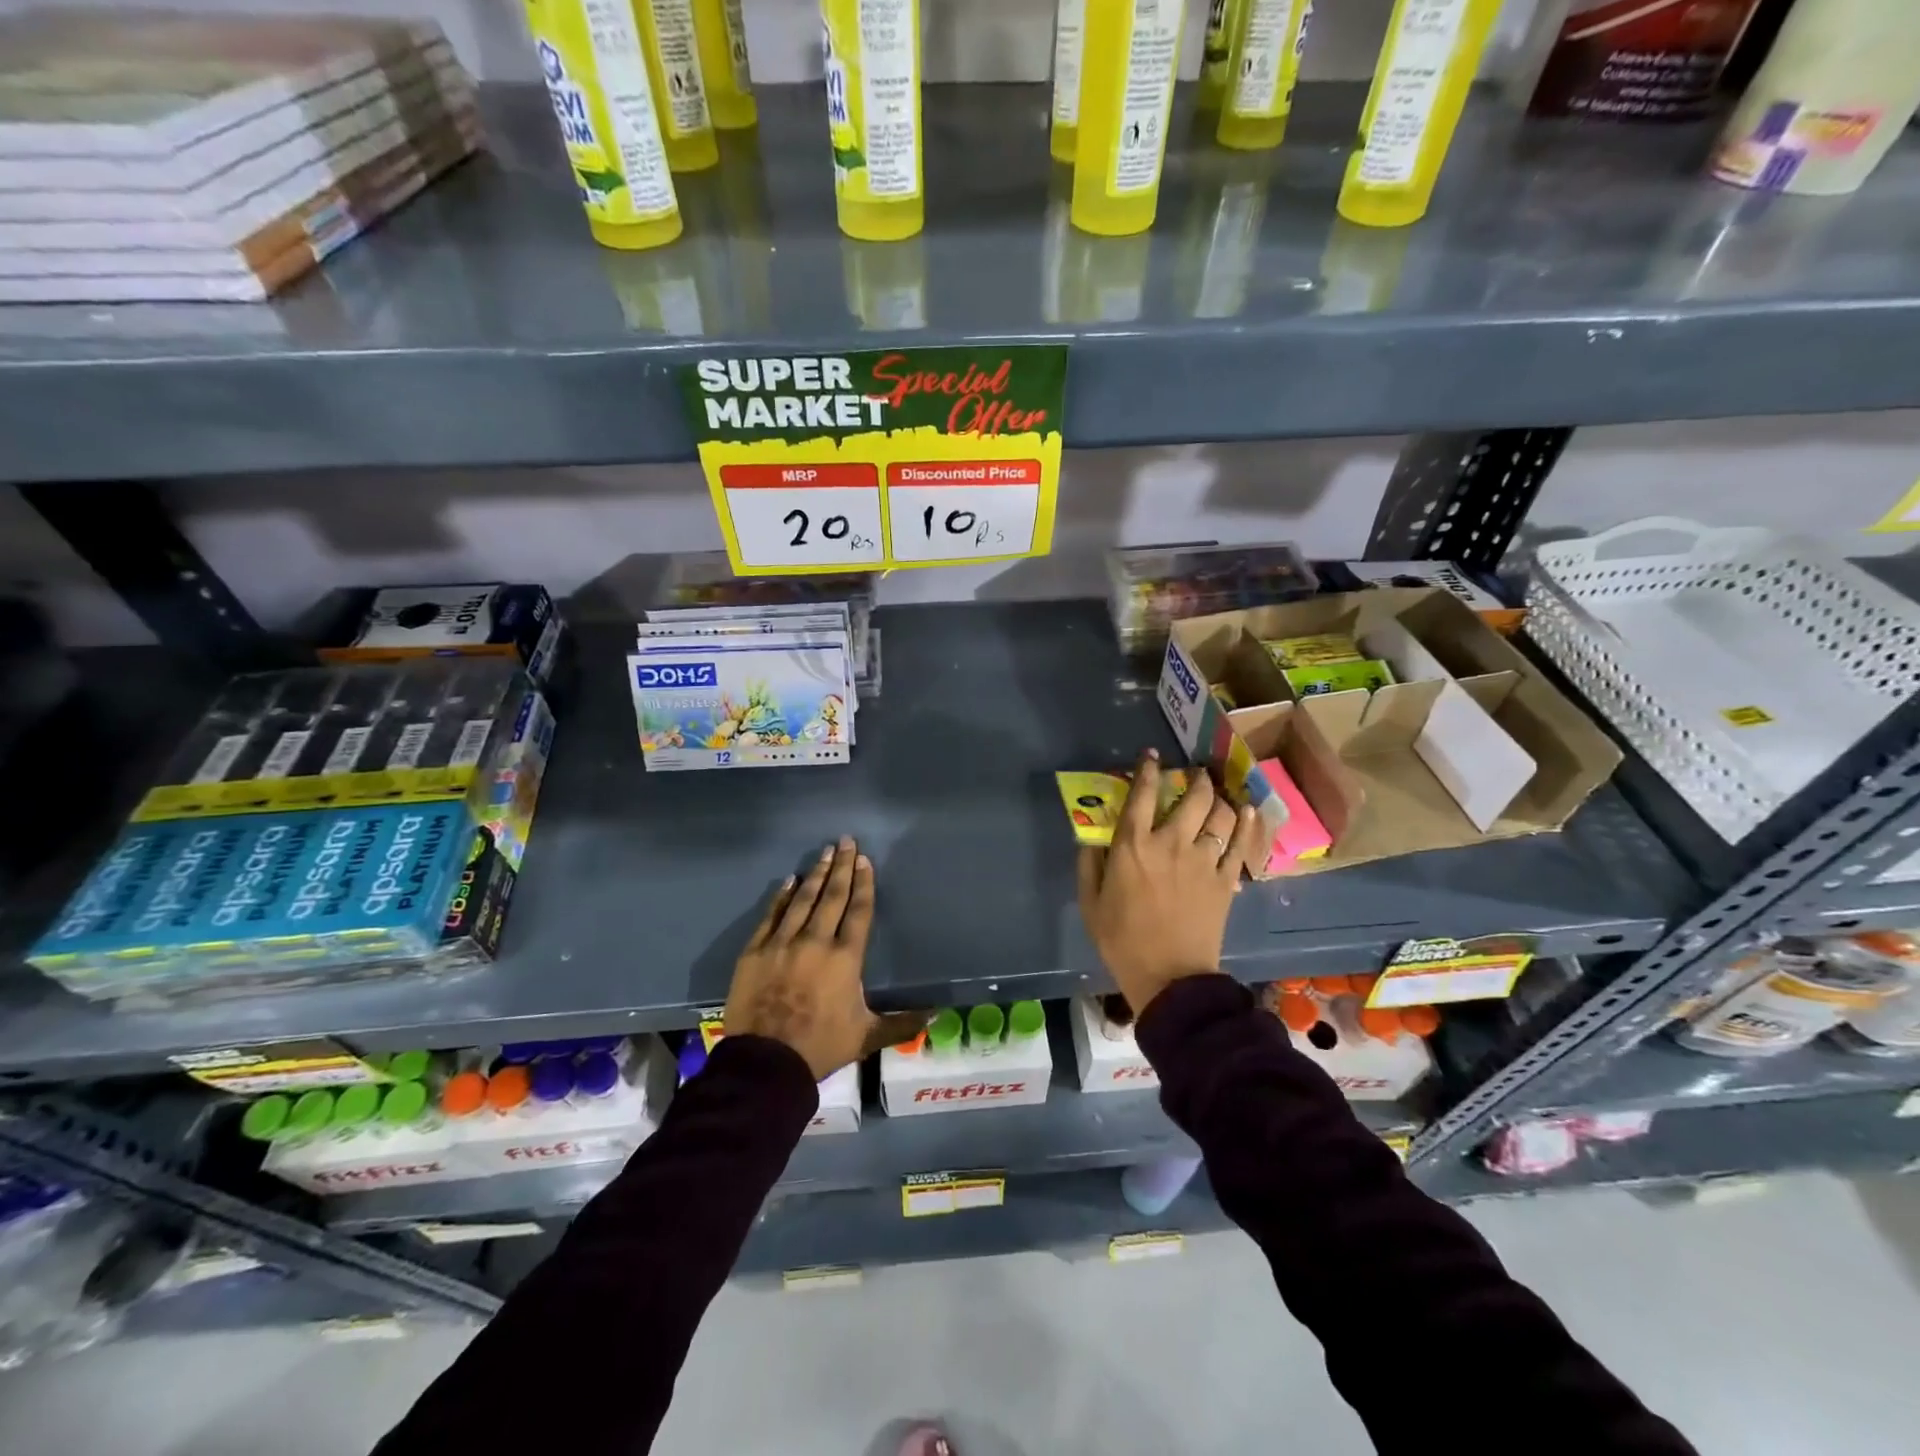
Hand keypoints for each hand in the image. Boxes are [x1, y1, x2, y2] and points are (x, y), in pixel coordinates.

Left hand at [724, 837, 924, 1079]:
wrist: (765, 1063)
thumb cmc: (820, 1046)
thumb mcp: (866, 1036)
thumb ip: (902, 1023)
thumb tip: (937, 1015)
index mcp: (845, 958)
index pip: (858, 911)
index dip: (863, 884)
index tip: (865, 861)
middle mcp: (816, 941)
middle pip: (832, 896)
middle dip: (842, 867)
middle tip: (846, 841)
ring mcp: (782, 943)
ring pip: (803, 899)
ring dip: (815, 874)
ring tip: (824, 852)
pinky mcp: (755, 951)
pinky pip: (771, 915)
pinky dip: (781, 896)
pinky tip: (789, 881)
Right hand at [1076, 750, 1262, 1016]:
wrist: (1169, 978)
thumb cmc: (1122, 941)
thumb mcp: (1090, 903)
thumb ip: (1089, 864)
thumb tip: (1093, 837)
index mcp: (1133, 846)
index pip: (1141, 794)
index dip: (1147, 770)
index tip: (1151, 756)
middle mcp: (1171, 843)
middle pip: (1192, 797)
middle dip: (1195, 778)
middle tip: (1195, 774)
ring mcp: (1203, 860)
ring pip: (1221, 815)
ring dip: (1220, 798)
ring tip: (1218, 794)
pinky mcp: (1226, 880)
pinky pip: (1241, 844)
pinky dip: (1246, 824)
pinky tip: (1248, 812)